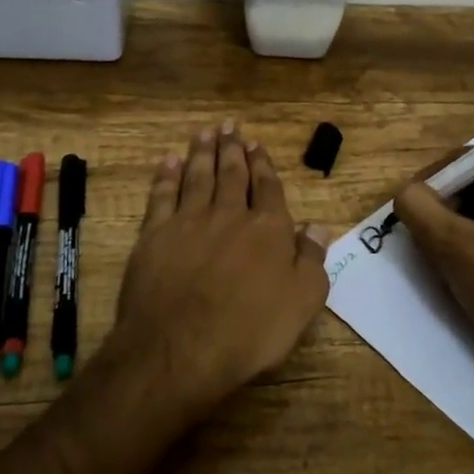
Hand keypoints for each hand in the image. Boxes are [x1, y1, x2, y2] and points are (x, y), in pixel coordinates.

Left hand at [104, 121, 330, 413]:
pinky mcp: (154, 235)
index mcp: (268, 229)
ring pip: (197, 177)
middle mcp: (229, 215)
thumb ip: (311, 259)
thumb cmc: (250, 331)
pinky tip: (168, 161)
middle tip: (230, 125)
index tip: (257, 144)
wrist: (180, 348)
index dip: (263, 165)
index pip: (267, 188)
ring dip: (201, 153)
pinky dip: (166, 176)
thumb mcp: (301, 302)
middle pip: (231, 174)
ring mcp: (188, 222)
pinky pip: (162, 196)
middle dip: (232, 148)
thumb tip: (319, 225)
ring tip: (204, 133)